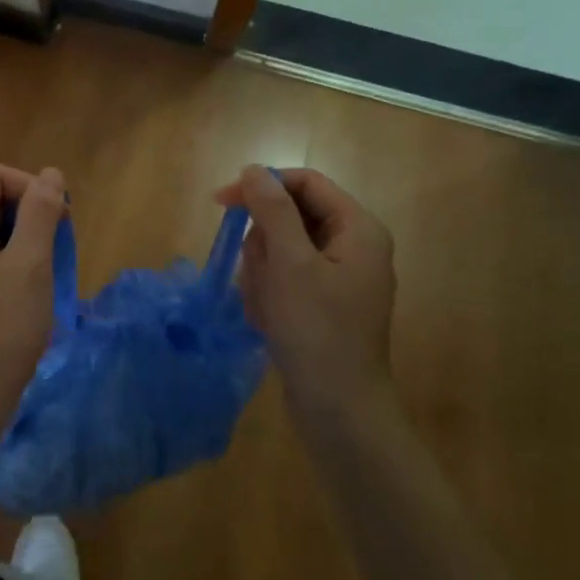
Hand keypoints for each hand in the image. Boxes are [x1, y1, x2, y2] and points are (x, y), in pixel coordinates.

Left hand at [0, 162, 66, 452]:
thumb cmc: (0, 330)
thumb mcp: (30, 266)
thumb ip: (41, 213)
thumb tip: (50, 174)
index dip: (31, 188)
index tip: (60, 219)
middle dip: (27, 215)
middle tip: (56, 248)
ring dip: (19, 241)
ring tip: (43, 273)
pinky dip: (5, 263)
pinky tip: (23, 294)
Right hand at [216, 165, 396, 419]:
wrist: (339, 410)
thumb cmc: (317, 331)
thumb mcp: (290, 264)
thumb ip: (272, 210)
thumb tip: (254, 170)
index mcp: (358, 228)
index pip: (305, 183)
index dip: (263, 186)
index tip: (222, 203)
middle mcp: (353, 246)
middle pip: (290, 217)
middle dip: (264, 245)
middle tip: (260, 277)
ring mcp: (338, 277)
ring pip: (281, 250)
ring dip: (263, 274)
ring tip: (267, 307)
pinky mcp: (323, 303)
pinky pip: (285, 279)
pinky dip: (270, 294)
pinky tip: (270, 321)